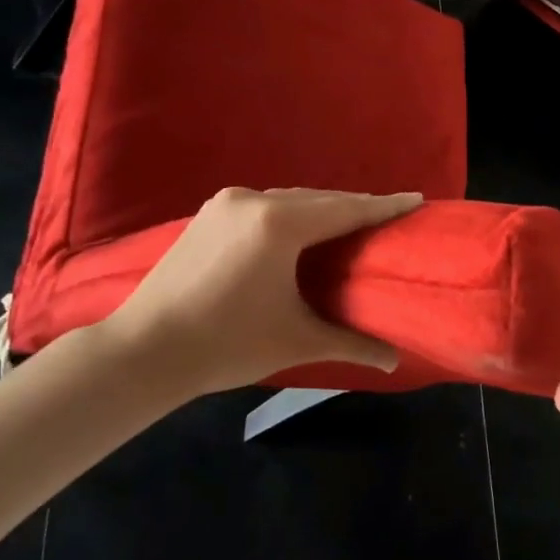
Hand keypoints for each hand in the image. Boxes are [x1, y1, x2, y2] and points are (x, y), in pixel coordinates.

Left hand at [96, 187, 422, 404]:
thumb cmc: (228, 344)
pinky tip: (303, 229)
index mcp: (280, 225)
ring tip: (351, 222)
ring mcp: (227, 204)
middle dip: (356, 207)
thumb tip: (395, 360)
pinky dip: (293, 213)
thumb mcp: (298, 342)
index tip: (416, 199)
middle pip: (320, 199)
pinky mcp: (209, 213)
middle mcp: (254, 201)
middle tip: (389, 215)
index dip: (384, 206)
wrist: (143, 350)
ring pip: (291, 200)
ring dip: (323, 209)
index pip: (346, 210)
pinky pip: (266, 205)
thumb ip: (352, 344)